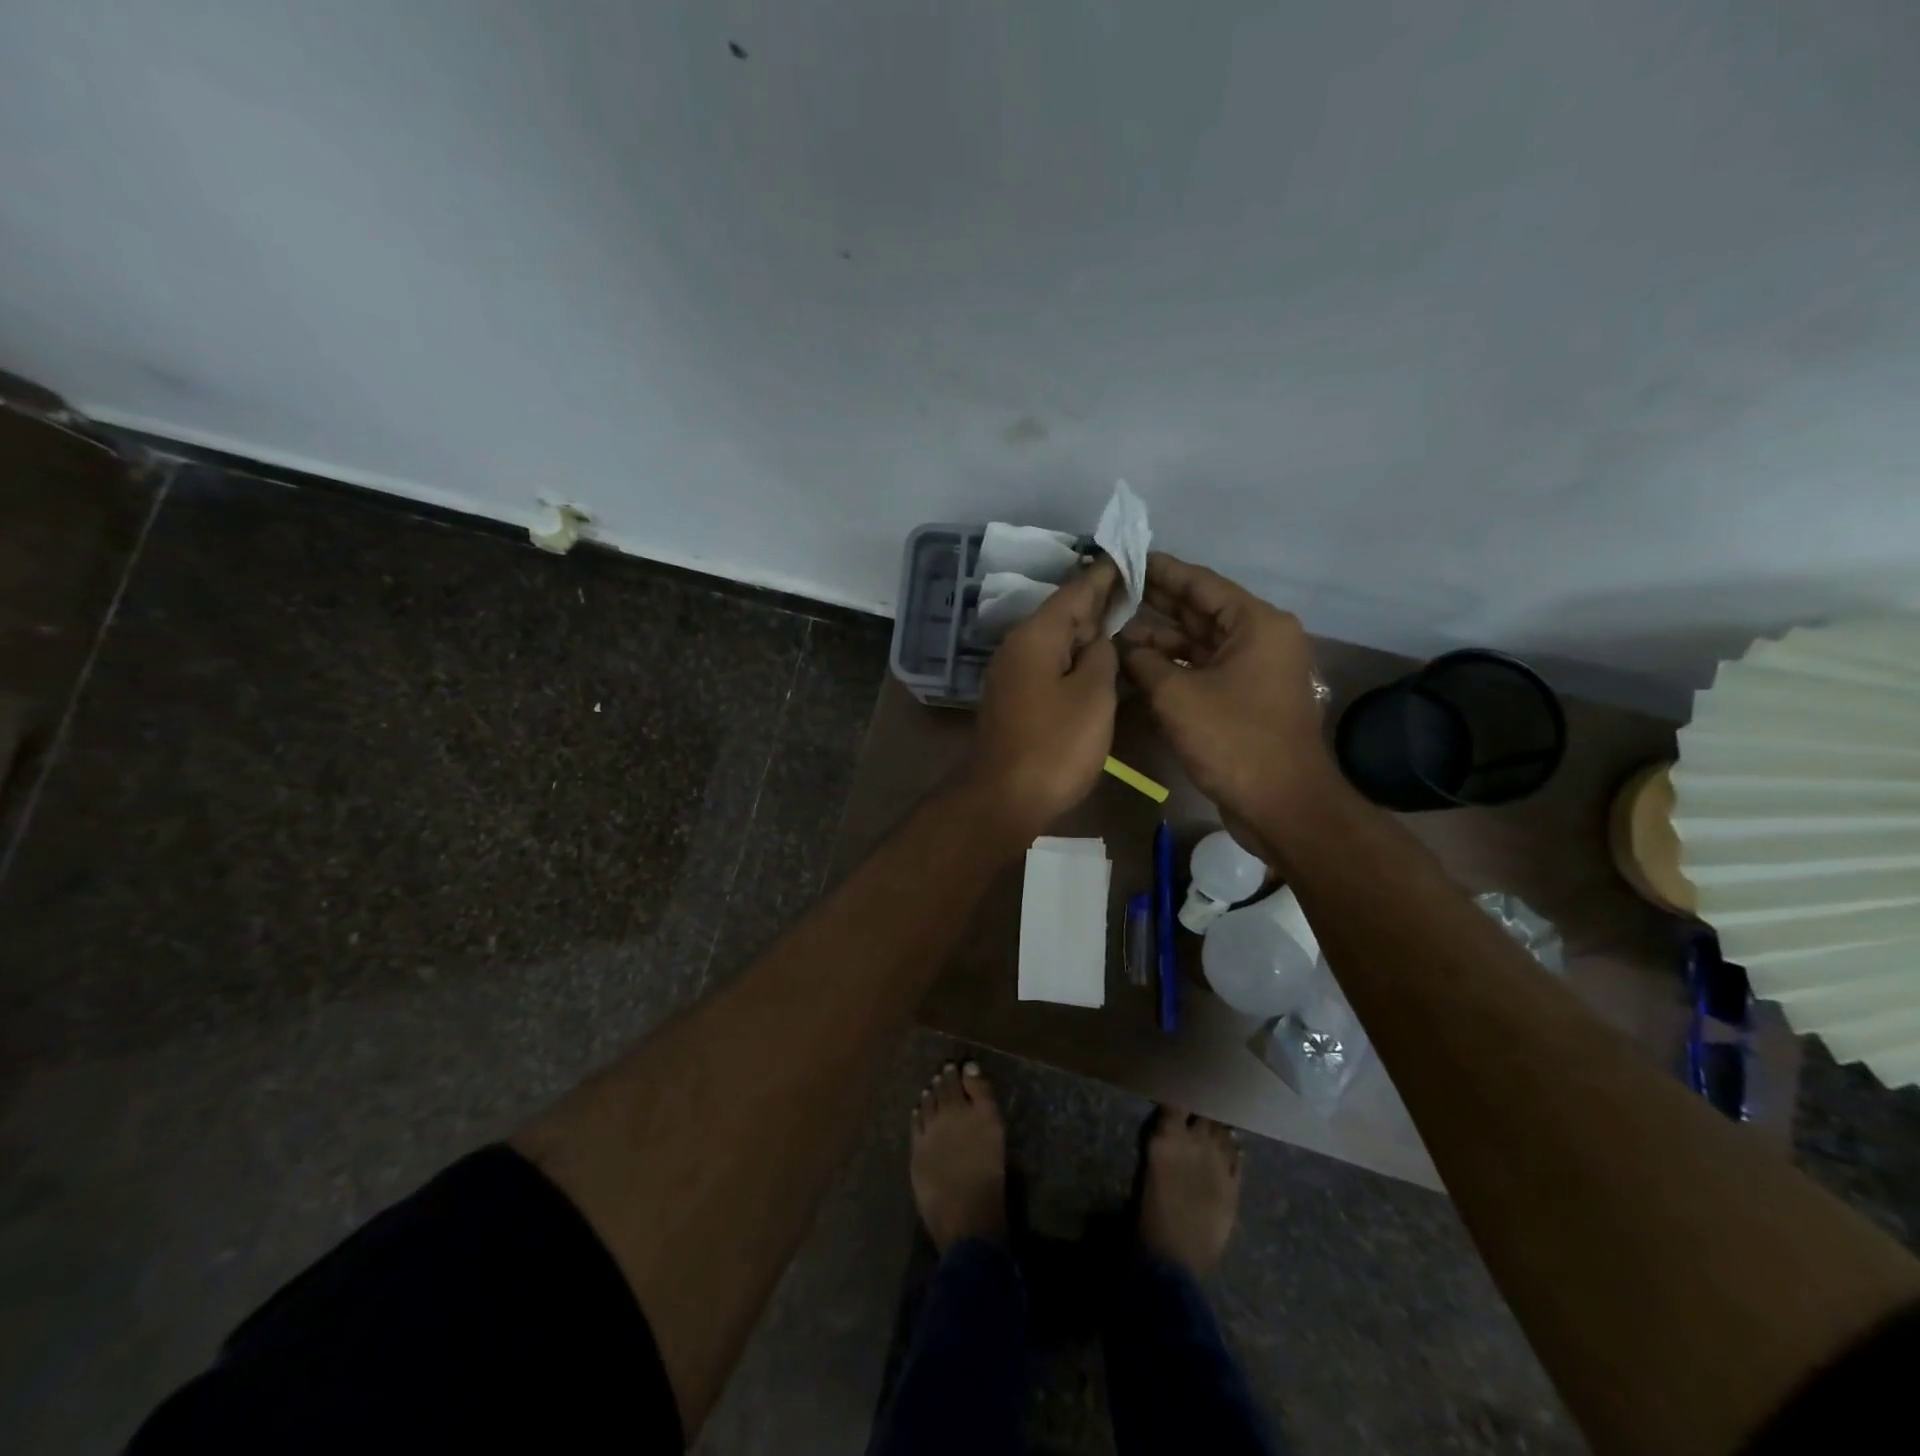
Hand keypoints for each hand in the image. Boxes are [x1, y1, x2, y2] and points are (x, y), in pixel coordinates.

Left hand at [967, 557, 1120, 843]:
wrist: (1004, 797)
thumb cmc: (1055, 745)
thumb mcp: (1093, 696)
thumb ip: (1101, 657)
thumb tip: (1098, 641)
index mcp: (1036, 636)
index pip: (1075, 591)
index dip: (1104, 574)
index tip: (1126, 555)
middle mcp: (1018, 646)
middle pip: (1063, 613)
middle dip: (1097, 599)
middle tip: (1133, 585)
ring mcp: (1012, 673)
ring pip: (1055, 639)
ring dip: (1086, 629)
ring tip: (1121, 616)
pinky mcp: (1014, 698)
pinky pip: (1049, 663)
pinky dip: (1073, 656)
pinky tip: (1094, 660)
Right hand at [1119, 553, 1337, 848]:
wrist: (1281, 804)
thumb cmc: (1233, 740)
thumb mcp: (1177, 696)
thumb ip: (1144, 663)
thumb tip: (1125, 649)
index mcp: (1256, 624)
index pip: (1202, 583)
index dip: (1162, 571)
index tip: (1127, 558)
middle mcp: (1260, 639)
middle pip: (1201, 611)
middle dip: (1157, 602)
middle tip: (1114, 589)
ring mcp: (1253, 671)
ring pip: (1199, 644)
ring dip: (1160, 639)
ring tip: (1115, 629)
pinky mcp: (1244, 699)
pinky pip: (1203, 671)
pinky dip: (1173, 668)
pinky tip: (1137, 666)